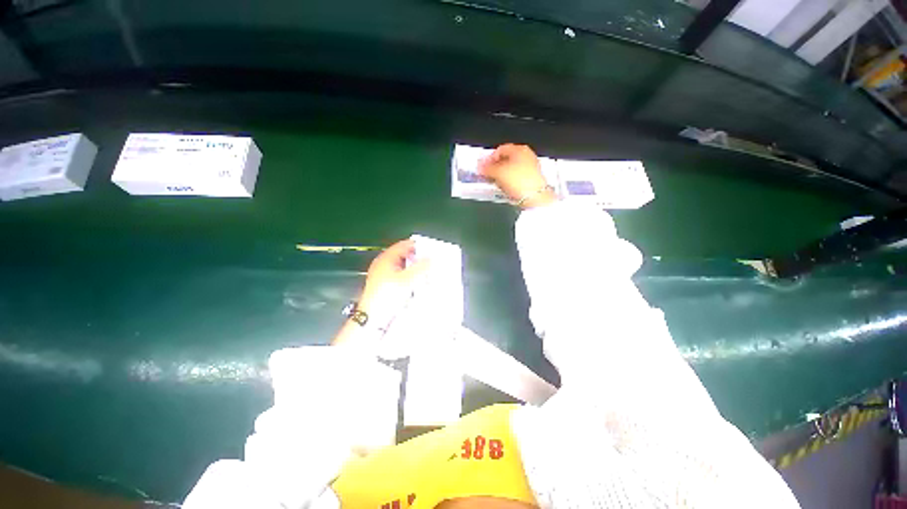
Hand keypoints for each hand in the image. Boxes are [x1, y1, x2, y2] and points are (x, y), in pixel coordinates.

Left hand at [358, 239, 428, 327]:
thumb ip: (421, 267)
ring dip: (414, 270)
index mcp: (386, 258)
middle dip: (417, 259)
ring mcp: (383, 275)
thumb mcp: (408, 280)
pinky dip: (409, 278)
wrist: (373, 318)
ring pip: (403, 267)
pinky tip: (416, 284)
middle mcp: (383, 264)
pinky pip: (400, 277)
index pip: (404, 245)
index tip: (430, 249)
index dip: (418, 246)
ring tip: (425, 274)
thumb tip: (430, 259)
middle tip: (430, 262)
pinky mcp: (385, 286)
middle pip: (404, 256)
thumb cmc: (386, 296)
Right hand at [479, 143, 556, 208]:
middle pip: (506, 159)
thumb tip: (480, 167)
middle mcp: (526, 155)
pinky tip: (505, 187)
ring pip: (511, 168)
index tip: (483, 167)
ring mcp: (530, 167)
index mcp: (519, 149)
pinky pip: (516, 177)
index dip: (489, 158)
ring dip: (501, 175)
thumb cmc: (519, 181)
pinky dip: (509, 180)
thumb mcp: (498, 172)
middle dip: (495, 167)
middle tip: (487, 175)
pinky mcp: (532, 179)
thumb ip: (487, 168)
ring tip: (495, 182)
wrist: (535, 197)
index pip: (500, 149)